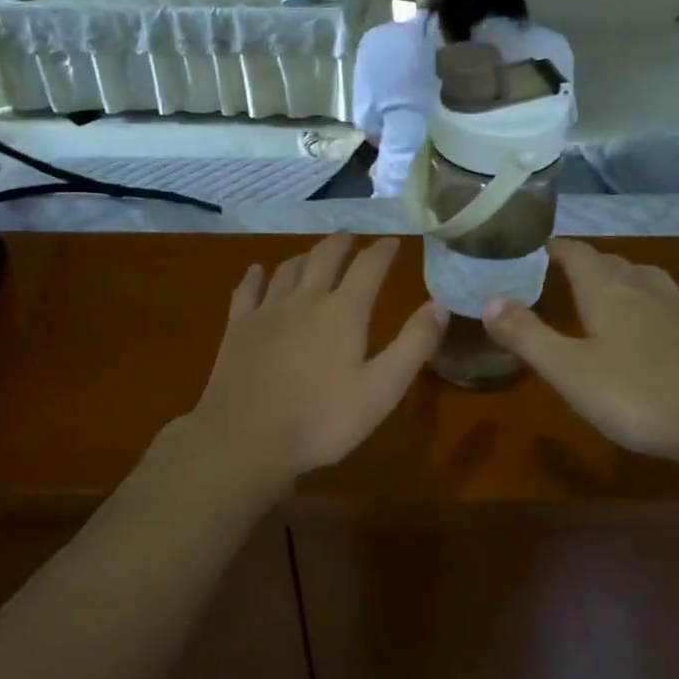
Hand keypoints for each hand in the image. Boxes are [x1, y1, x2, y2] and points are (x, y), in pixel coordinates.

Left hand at [187, 235, 445, 486]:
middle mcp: (305, 299)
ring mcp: (267, 311)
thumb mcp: (382, 390)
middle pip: (325, 257)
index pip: (369, 267)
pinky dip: (255, 276)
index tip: (392, 242)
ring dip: (305, 256)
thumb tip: (439, 304)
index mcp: (343, 312)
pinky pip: (247, 290)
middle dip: (342, 244)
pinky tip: (257, 272)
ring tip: (314, 253)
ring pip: (288, 269)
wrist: (244, 441)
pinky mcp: (238, 327)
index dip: (383, 251)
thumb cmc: (321, 420)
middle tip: (351, 238)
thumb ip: (413, 345)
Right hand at [481, 240, 678, 467]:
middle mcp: (645, 288)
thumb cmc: (638, 394)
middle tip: (564, 276)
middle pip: (613, 262)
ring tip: (609, 295)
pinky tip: (654, 330)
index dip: (556, 248)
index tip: (538, 248)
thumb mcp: (568, 370)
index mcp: (608, 291)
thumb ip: (527, 335)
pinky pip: (670, 305)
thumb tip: (488, 300)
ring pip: (646, 280)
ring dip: (623, 280)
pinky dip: (651, 306)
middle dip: (587, 264)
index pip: (577, 253)